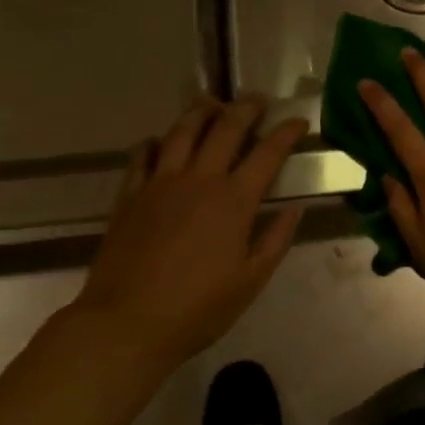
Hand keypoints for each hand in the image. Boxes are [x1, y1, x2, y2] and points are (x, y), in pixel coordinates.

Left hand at [74, 97, 306, 368]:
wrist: (125, 324)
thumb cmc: (197, 309)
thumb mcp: (251, 281)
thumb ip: (276, 240)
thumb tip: (295, 209)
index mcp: (234, 200)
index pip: (268, 153)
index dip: (286, 132)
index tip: (298, 121)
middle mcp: (199, 180)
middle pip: (225, 128)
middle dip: (246, 108)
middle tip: (257, 100)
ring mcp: (160, 184)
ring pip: (182, 131)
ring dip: (201, 112)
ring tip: (212, 103)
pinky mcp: (130, 196)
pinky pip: (142, 155)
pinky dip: (155, 142)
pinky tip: (161, 141)